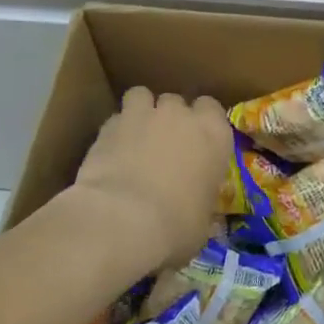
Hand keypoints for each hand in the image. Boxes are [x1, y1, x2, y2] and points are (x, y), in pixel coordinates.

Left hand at [72, 87, 231, 272]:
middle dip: (171, 118)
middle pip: (177, 101)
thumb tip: (199, 216)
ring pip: (142, 96)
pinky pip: (116, 118)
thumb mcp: (201, 225)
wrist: (121, 221)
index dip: (203, 124)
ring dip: (141, 112)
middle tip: (164, 145)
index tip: (197, 144)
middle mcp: (181, 116)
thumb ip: (201, 206)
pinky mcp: (109, 125)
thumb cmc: (175, 227)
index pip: (212, 109)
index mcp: (214, 135)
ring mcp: (143, 115)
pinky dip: (115, 131)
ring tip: (135, 138)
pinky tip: (111, 153)